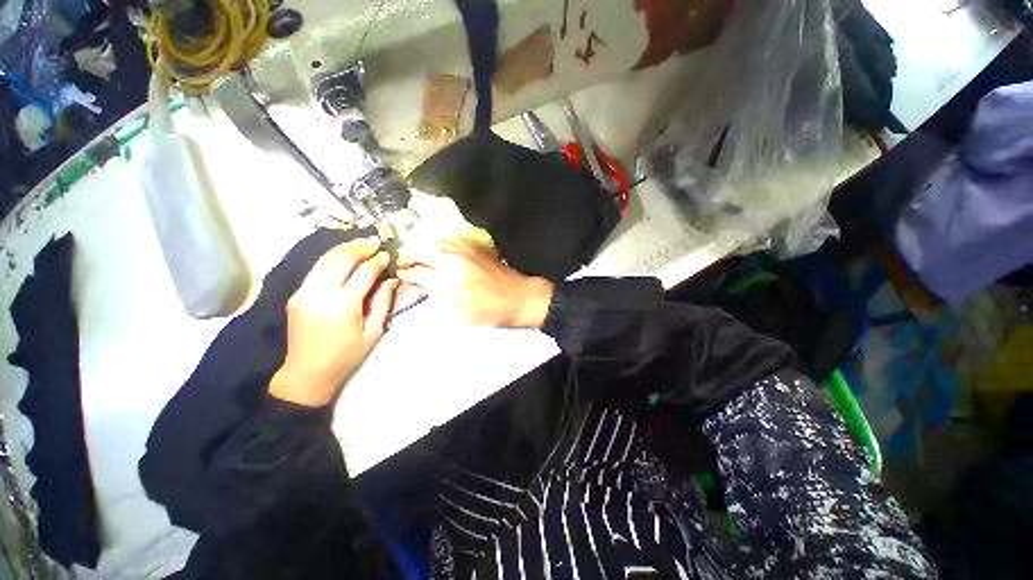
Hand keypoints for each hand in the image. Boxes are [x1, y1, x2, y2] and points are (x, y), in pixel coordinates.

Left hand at [269, 237, 398, 406]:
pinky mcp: (297, 294)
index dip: (377, 261)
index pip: (363, 273)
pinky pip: (316, 269)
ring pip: (325, 260)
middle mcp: (320, 295)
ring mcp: (304, 293)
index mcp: (343, 307)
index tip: (387, 254)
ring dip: (344, 248)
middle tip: (375, 241)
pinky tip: (343, 255)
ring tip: (361, 242)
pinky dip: (331, 258)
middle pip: (341, 260)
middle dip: (359, 247)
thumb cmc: (346, 356)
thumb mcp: (373, 332)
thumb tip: (391, 279)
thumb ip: (382, 302)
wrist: (307, 373)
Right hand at [397, 241, 552, 327]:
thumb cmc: (492, 310)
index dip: (407, 273)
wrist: (521, 297)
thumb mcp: (462, 312)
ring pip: (437, 244)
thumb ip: (440, 296)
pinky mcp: (477, 248)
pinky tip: (438, 254)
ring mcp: (468, 249)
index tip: (399, 275)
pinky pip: (452, 242)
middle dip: (411, 257)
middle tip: (402, 264)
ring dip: (424, 250)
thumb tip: (426, 284)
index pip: (421, 270)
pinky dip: (440, 247)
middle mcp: (457, 255)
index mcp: (452, 273)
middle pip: (425, 251)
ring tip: (416, 258)